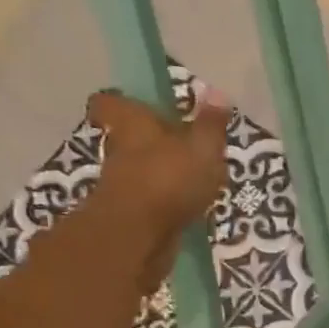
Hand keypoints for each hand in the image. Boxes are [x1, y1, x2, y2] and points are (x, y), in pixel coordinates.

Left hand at [86, 88, 230, 292]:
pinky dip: (166, 205)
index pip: (111, 103)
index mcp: (132, 124)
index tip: (140, 107)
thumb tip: (217, 90)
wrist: (138, 237)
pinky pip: (150, 203)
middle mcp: (119, 150)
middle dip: (151, 143)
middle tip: (182, 148)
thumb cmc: (169, 179)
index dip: (123, 103)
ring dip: (161, 176)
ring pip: (140, 172)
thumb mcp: (202, 147)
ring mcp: (122, 186)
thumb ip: (211, 124)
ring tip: (195, 183)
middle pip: (128, 139)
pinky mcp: (131, 217)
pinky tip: (191, 210)